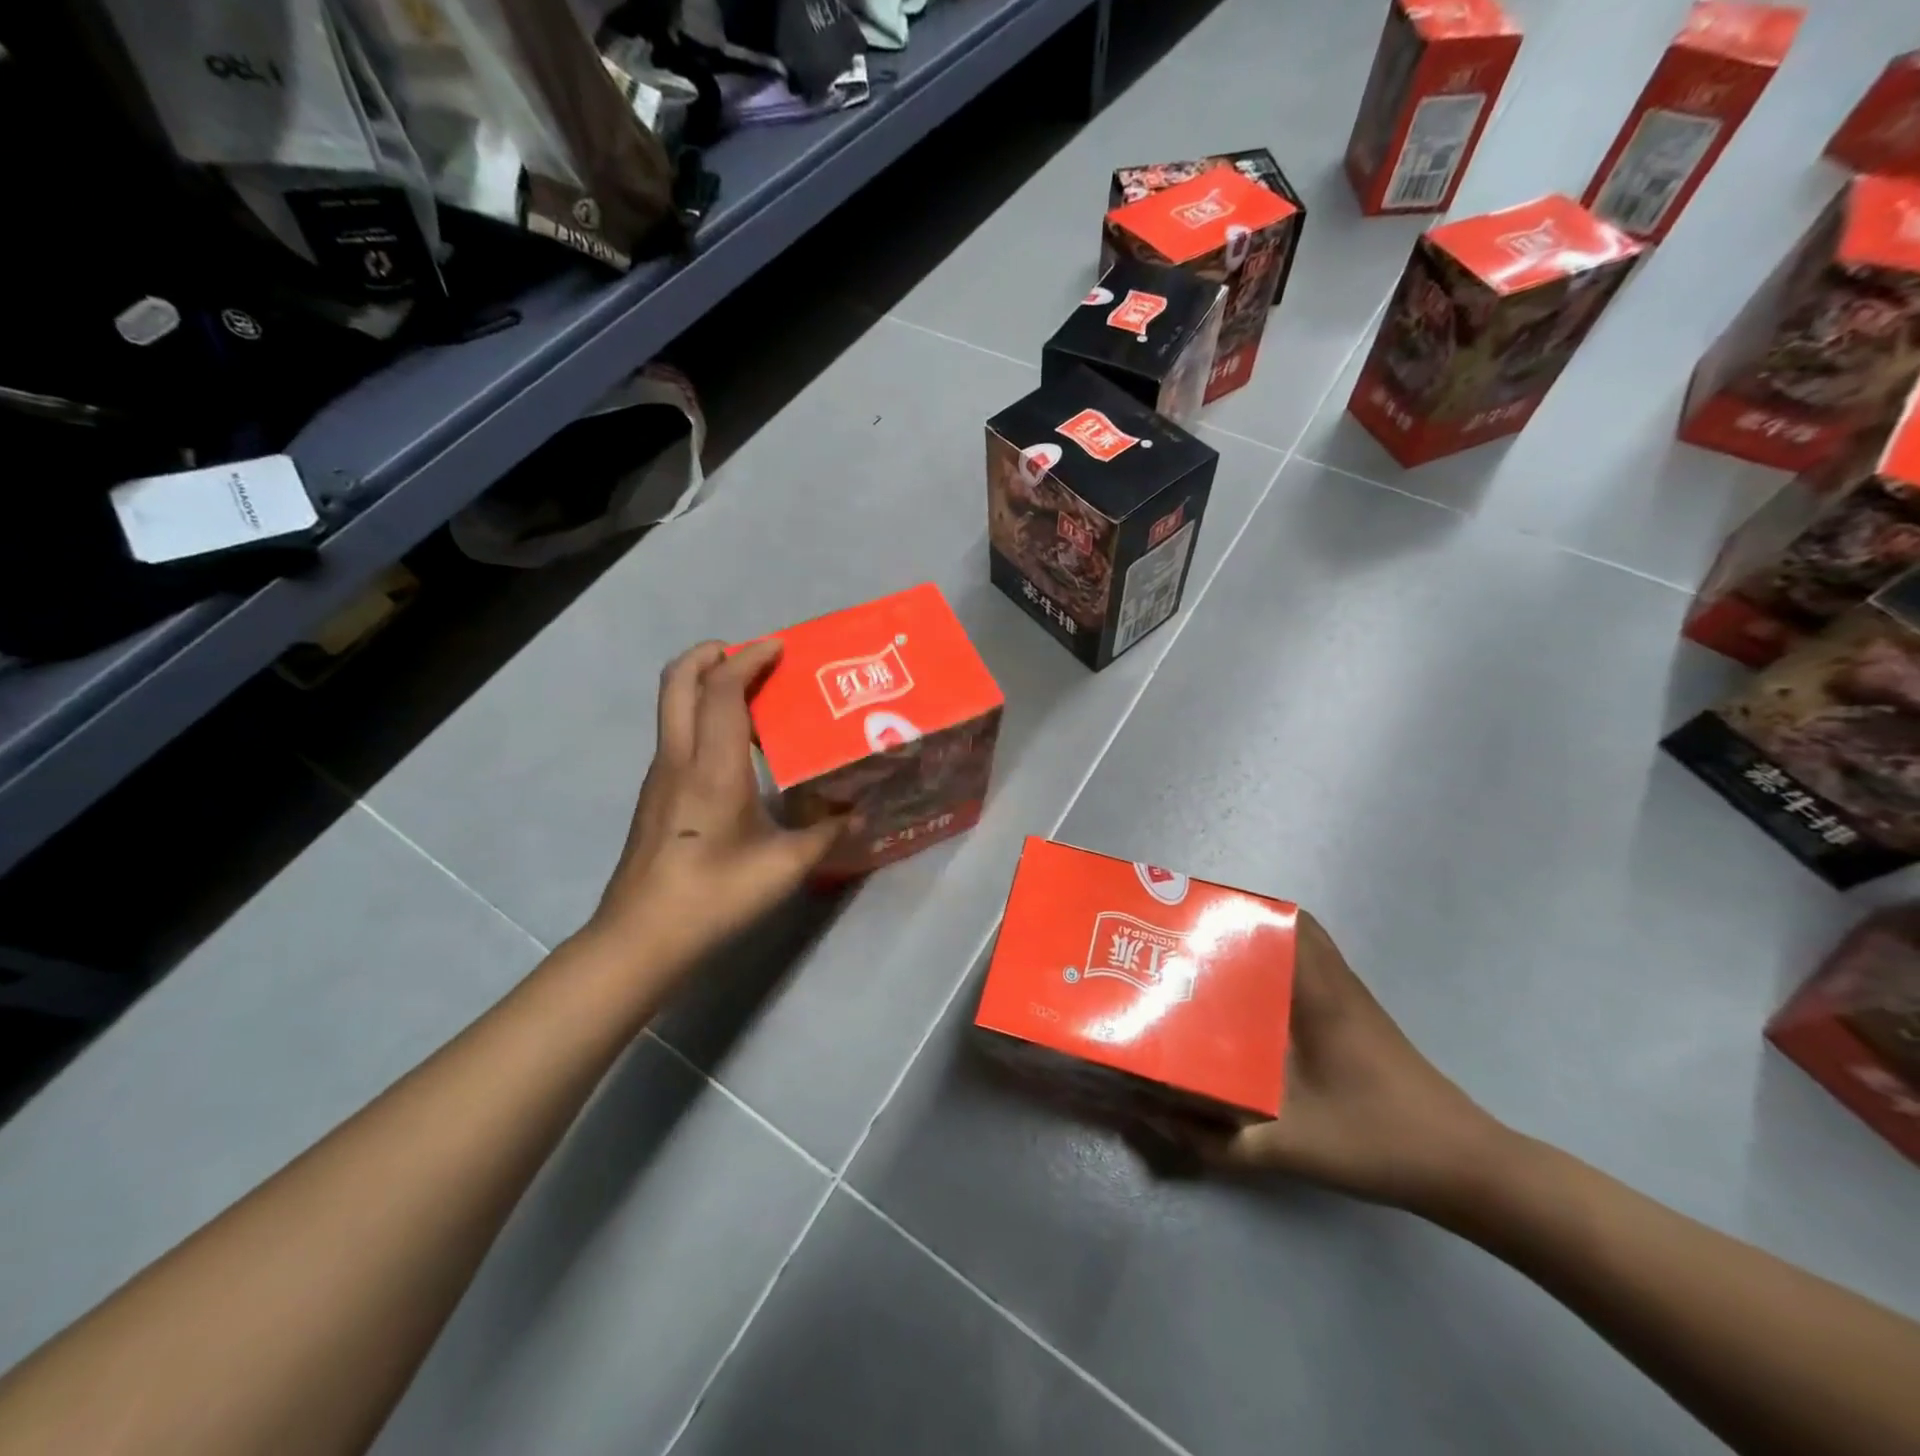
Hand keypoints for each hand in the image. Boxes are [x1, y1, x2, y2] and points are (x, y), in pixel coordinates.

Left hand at [585, 639, 848, 968]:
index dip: (748, 658)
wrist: (642, 938)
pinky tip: (737, 754)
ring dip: (707, 687)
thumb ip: (827, 833)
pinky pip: (677, 735)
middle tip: (752, 656)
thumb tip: (858, 814)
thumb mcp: (785, 866)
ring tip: (755, 702)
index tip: (780, 647)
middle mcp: (679, 759)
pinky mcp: (654, 796)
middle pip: (677, 680)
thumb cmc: (716, 896)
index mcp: (712, 767)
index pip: (721, 689)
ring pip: (672, 707)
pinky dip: (703, 719)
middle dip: (711, 654)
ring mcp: (659, 776)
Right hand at [1166, 912, 1508, 1216]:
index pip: (1284, 922)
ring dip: (1263, 945)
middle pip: (1292, 925)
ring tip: (1214, 964)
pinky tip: (1256, 1007)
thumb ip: (1218, 1139)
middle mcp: (1337, 984)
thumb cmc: (1378, 1142)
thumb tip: (1157, 1116)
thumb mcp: (1288, 1147)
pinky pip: (1314, 972)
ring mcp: (1353, 1001)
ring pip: (1305, 948)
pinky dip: (1283, 971)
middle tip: (1196, 939)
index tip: (1194, 915)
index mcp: (1321, 994)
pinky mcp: (1361, 1021)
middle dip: (1242, 922)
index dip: (1240, 907)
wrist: (1465, 1169)